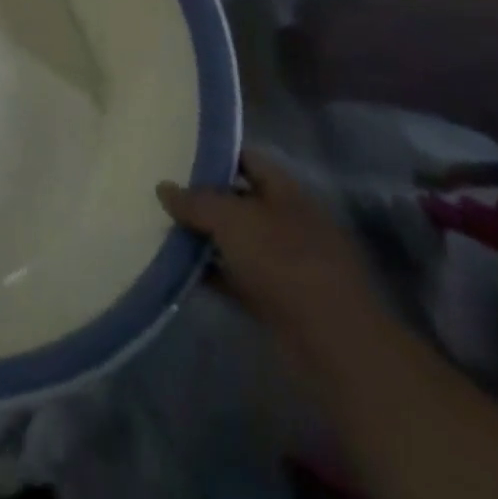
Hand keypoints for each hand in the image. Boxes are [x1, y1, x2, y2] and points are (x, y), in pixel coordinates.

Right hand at [158, 149, 384, 365]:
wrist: (333, 344)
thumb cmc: (284, 262)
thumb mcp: (231, 220)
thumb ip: (195, 201)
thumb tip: (164, 187)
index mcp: (287, 191)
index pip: (248, 159)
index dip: (216, 154)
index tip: (179, 154)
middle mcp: (288, 222)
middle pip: (240, 201)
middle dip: (205, 199)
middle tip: (164, 194)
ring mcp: (286, 264)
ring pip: (237, 242)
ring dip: (206, 240)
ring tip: (164, 230)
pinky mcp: (279, 301)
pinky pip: (238, 279)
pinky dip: (214, 275)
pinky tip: (181, 272)